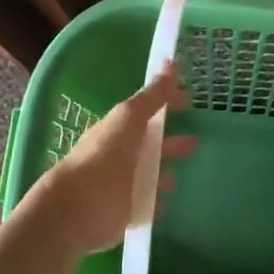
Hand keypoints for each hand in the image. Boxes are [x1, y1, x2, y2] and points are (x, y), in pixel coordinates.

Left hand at [23, 64, 195, 259]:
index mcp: (120, 128)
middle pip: (150, 145)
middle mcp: (121, 154)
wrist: (78, 208)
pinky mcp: (127, 211)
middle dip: (170, 142)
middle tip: (195, 141)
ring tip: (180, 175)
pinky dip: (157, 201)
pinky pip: (147, 203)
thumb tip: (171, 62)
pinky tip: (167, 202)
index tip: (188, 102)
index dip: (166, 105)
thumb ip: (151, 96)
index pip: (146, 111)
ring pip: (149, 174)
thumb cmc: (103, 157)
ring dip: (165, 172)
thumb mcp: (128, 119)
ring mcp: (124, 183)